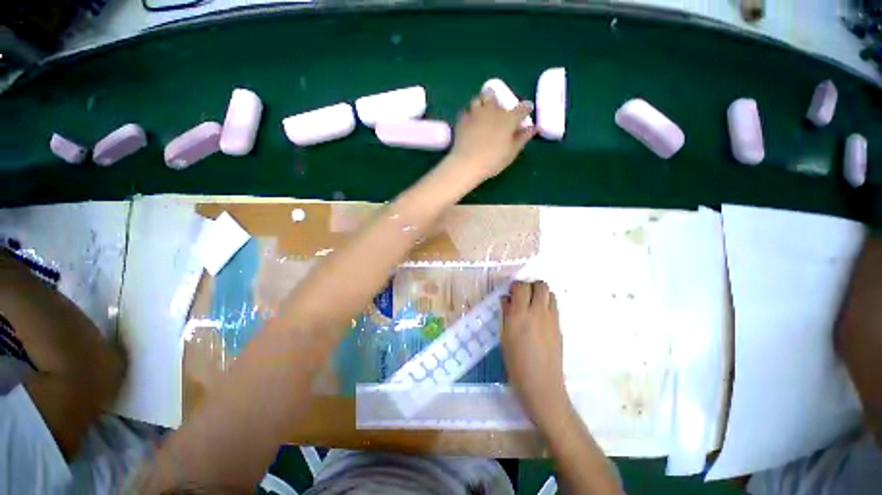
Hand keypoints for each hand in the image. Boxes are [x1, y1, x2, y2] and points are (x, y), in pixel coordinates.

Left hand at [444, 91, 535, 182]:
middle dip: (498, 100)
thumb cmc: (493, 160)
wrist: (467, 163)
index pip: (522, 108)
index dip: (526, 109)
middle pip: (495, 96)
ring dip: (481, 103)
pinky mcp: (462, 120)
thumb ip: (522, 138)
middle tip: (498, 109)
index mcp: (508, 119)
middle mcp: (493, 110)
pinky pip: (466, 112)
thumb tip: (533, 128)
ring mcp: (475, 113)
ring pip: (478, 100)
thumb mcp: (511, 152)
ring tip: (482, 112)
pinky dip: (469, 115)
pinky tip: (469, 122)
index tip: (527, 110)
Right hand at [501, 280, 570, 430]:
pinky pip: (554, 306)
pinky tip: (539, 317)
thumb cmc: (516, 363)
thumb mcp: (504, 337)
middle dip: (530, 285)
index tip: (510, 292)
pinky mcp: (559, 326)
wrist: (542, 385)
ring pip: (550, 293)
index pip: (521, 287)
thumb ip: (505, 314)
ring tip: (532, 304)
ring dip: (540, 293)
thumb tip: (506, 299)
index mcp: (519, 315)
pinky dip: (546, 304)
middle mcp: (537, 312)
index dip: (515, 285)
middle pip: (540, 285)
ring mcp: (551, 319)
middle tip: (522, 296)